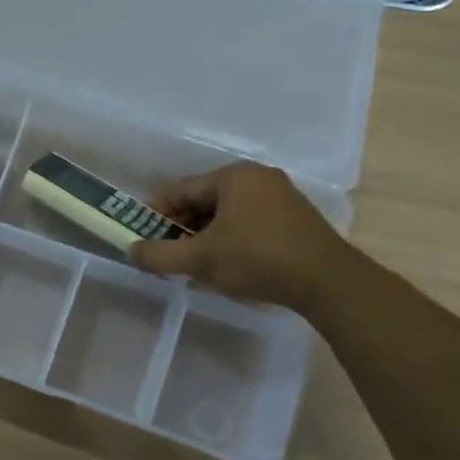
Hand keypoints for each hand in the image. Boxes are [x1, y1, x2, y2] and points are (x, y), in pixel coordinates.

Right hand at [131, 162, 354, 311]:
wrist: (329, 283)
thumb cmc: (258, 260)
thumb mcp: (200, 259)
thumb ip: (159, 255)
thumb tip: (130, 251)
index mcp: (233, 177)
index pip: (179, 189)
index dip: (154, 213)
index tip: (141, 237)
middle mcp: (257, 178)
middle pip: (202, 200)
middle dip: (179, 228)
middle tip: (166, 254)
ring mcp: (279, 196)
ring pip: (224, 214)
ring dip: (202, 237)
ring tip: (191, 264)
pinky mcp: (292, 218)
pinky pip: (246, 222)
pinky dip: (227, 240)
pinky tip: (223, 265)